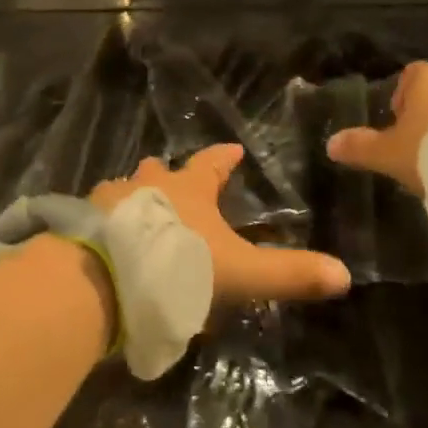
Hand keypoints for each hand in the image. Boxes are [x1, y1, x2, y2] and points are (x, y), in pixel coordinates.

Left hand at [90, 145, 350, 305]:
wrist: (106, 277)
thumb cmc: (178, 266)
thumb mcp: (241, 274)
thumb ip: (288, 274)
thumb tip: (344, 274)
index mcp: (189, 189)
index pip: (212, 164)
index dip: (224, 158)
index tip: (233, 149)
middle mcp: (148, 184)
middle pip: (161, 170)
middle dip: (170, 173)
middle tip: (174, 177)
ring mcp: (110, 200)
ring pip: (126, 188)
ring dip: (135, 195)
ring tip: (138, 208)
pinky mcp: (82, 221)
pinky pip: (98, 213)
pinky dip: (106, 220)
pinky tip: (106, 236)